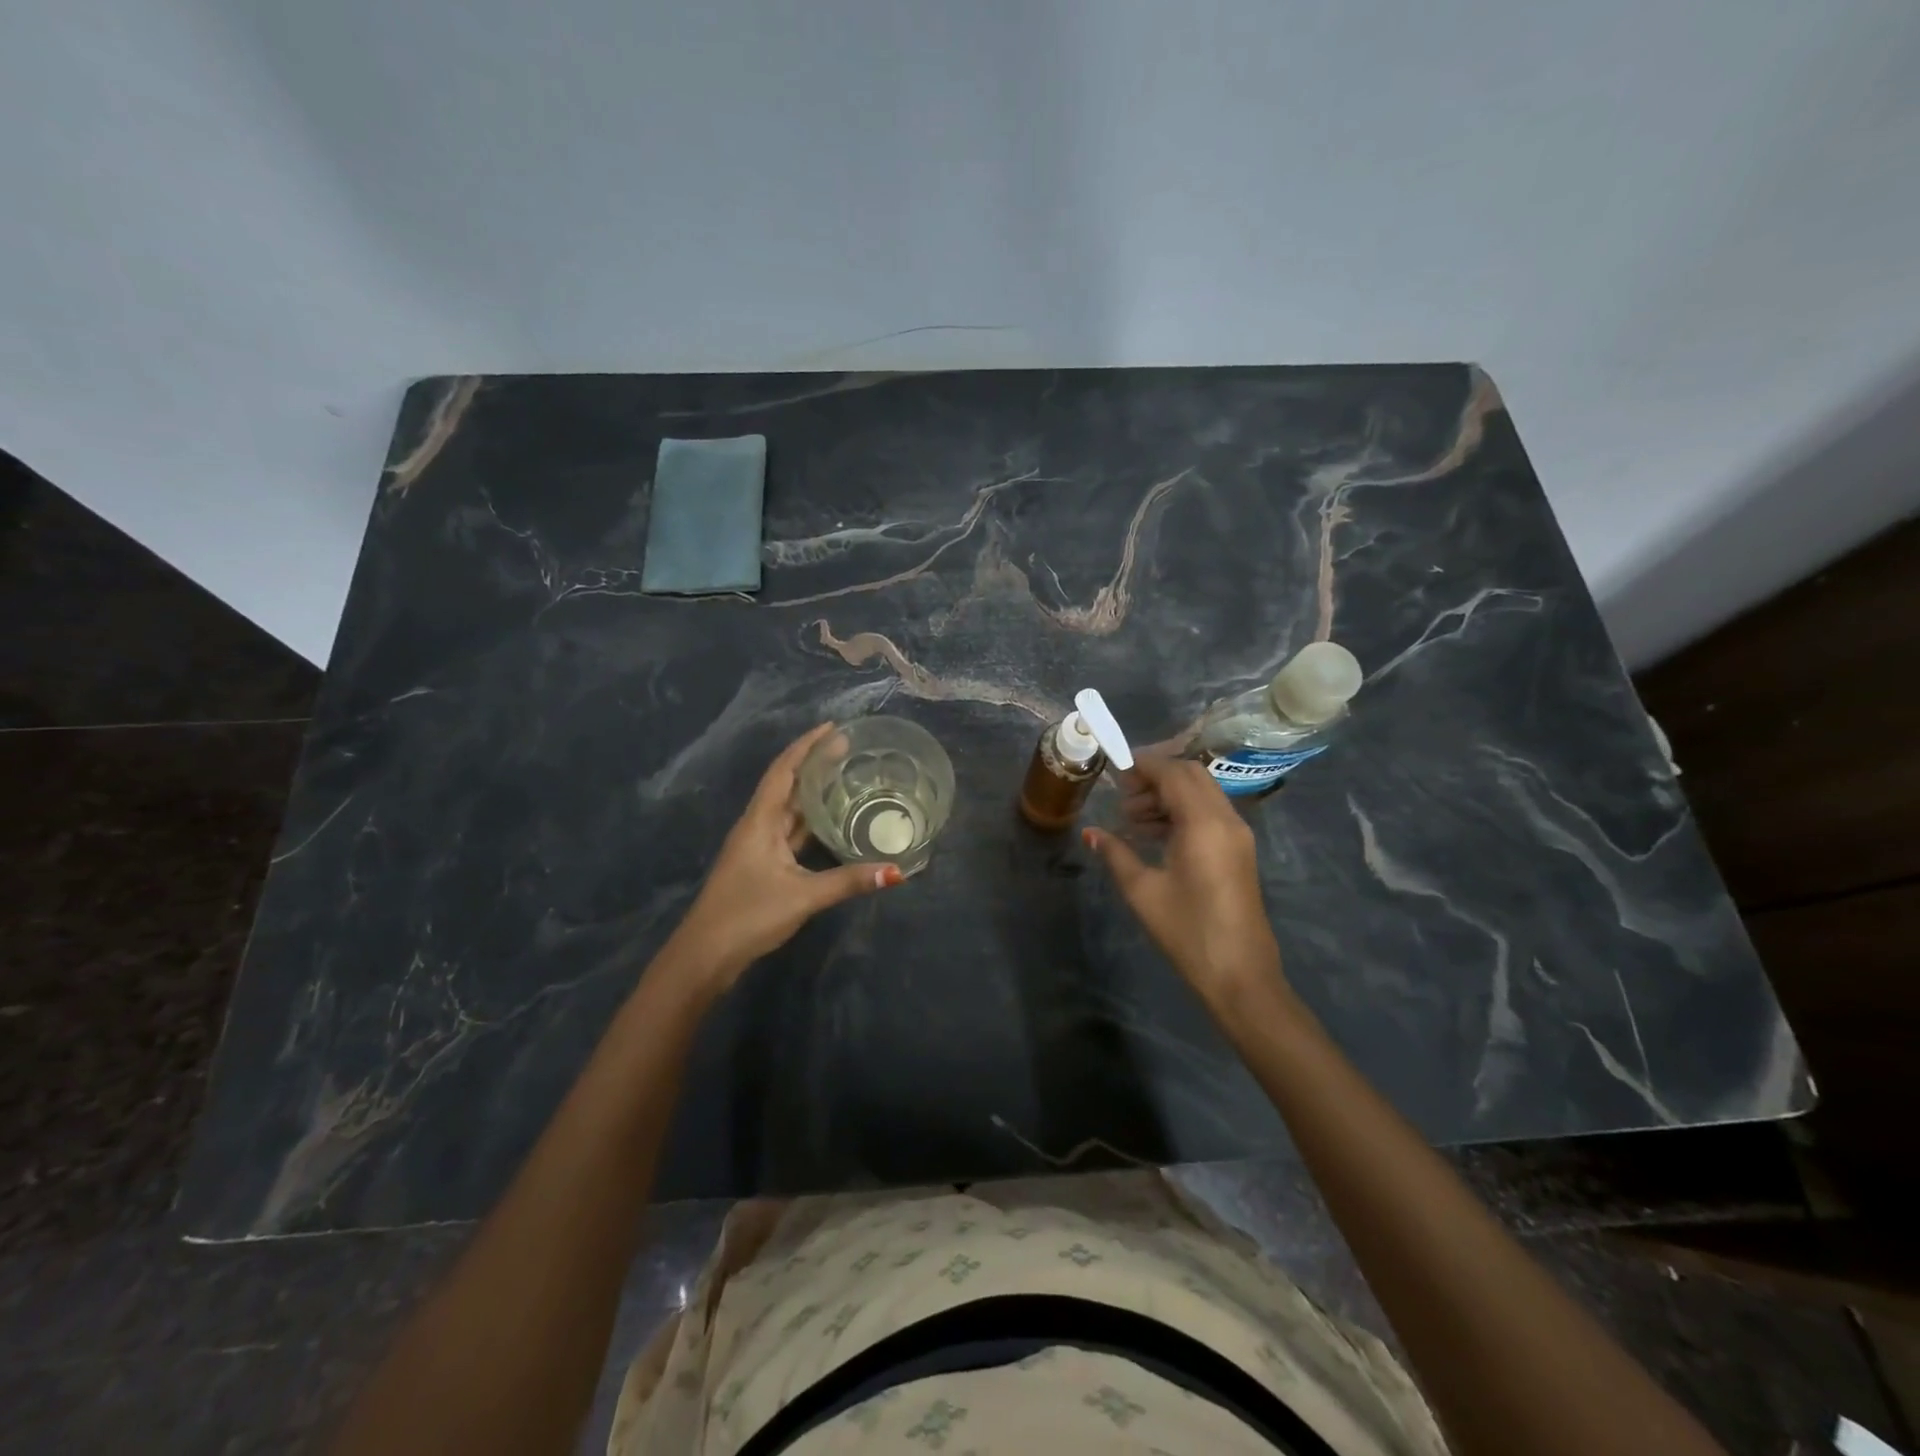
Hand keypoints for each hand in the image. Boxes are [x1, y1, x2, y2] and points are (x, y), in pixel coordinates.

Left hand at [667, 724, 902, 995]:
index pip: (784, 771)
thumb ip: (849, 881)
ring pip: (789, 810)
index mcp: (760, 821)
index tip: (833, 728)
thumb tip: (897, 871)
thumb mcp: (803, 896)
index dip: (806, 746)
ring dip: (813, 792)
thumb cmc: (748, 915)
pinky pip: (790, 832)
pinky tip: (831, 822)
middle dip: (814, 764)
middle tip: (849, 749)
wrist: (705, 955)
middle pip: (787, 785)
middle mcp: (757, 826)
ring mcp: (758, 846)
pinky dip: (811, 822)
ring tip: (845, 776)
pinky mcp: (762, 866)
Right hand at [1084, 754, 1285, 1009]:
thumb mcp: (1143, 891)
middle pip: (1191, 776)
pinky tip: (1154, 834)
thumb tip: (1090, 832)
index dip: (1143, 764)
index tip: (1114, 769)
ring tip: (1132, 818)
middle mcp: (1226, 820)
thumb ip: (1115, 854)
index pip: (1173, 773)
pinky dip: (1182, 811)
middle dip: (1156, 776)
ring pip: (1202, 793)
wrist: (1241, 976)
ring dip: (1168, 794)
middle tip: (1122, 794)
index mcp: (1204, 824)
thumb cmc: (1188, 932)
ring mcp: (1238, 835)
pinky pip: (1209, 813)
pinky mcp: (1239, 851)